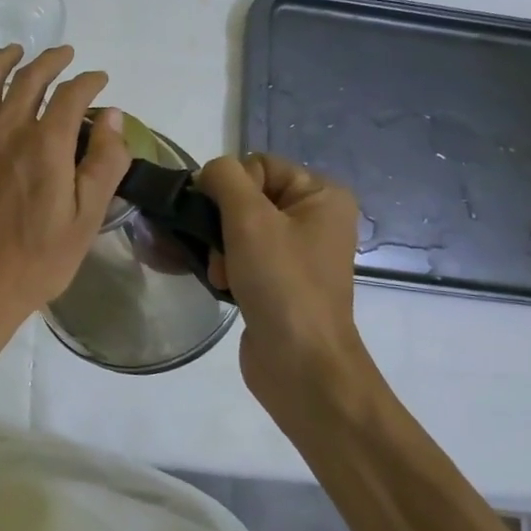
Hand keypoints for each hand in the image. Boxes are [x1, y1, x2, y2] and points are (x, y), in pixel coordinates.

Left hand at [0, 44, 130, 357]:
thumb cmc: (36, 260)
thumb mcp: (85, 220)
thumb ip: (103, 163)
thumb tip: (113, 115)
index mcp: (45, 144)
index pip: (72, 94)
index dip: (89, 81)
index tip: (99, 80)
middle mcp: (6, 128)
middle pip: (30, 76)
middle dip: (52, 60)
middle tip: (65, 56)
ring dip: (7, 59)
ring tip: (19, 51)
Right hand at [198, 153, 367, 400]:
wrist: (301, 364)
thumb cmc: (281, 283)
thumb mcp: (249, 219)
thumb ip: (224, 179)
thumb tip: (208, 174)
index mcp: (322, 195)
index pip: (258, 165)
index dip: (231, 189)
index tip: (222, 221)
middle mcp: (315, 218)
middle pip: (245, 197)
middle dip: (221, 224)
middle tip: (221, 254)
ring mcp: (298, 252)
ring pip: (237, 228)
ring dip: (219, 249)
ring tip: (221, 275)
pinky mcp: (280, 280)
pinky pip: (242, 256)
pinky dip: (226, 267)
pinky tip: (222, 285)